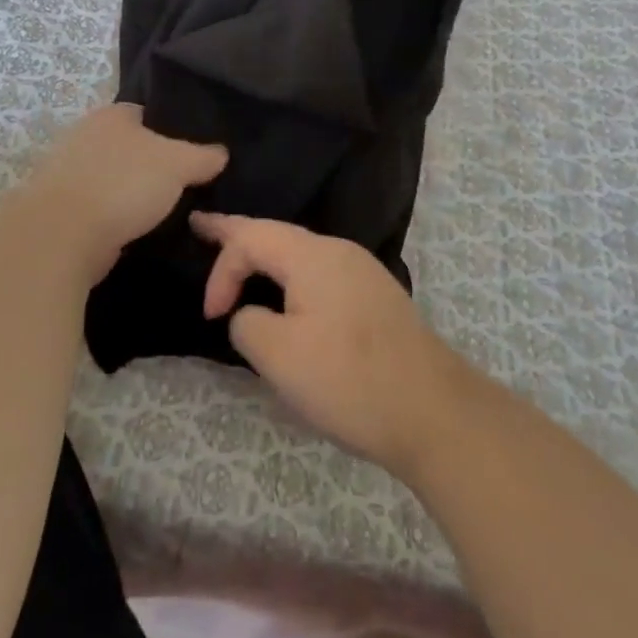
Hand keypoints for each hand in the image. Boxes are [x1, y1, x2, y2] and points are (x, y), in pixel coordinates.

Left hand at [10, 105, 226, 283]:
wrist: (63, 234)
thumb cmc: (124, 184)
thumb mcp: (178, 165)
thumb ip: (203, 156)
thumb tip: (221, 153)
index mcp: (112, 114)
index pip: (146, 113)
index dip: (170, 130)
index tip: (191, 153)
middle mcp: (86, 134)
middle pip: (128, 146)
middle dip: (149, 163)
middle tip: (180, 184)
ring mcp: (67, 170)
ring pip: (112, 176)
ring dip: (129, 192)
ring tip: (161, 211)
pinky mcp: (59, 206)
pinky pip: (98, 205)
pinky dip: (113, 215)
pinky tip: (133, 230)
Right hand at [191, 213, 477, 477]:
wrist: (435, 413)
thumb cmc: (350, 380)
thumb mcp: (280, 357)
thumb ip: (248, 324)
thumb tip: (253, 315)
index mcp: (312, 254)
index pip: (249, 238)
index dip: (220, 271)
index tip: (211, 318)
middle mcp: (338, 250)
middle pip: (276, 234)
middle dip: (236, 233)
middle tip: (201, 225)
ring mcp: (361, 272)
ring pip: (299, 253)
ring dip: (265, 256)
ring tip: (240, 257)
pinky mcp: (375, 298)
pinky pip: (319, 273)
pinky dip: (290, 275)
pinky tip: (287, 292)